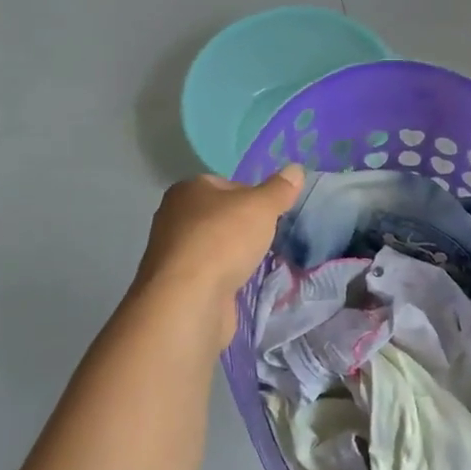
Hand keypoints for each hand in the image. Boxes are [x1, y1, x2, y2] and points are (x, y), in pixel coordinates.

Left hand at [132, 167, 303, 344]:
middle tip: (268, 239)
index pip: (227, 184)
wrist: (189, 300)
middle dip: (244, 227)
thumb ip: (279, 189)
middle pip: (220, 216)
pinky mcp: (179, 284)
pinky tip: (242, 284)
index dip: (253, 197)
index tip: (272, 215)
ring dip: (235, 255)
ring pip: (215, 246)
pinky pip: (211, 273)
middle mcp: (174, 217)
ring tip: (259, 263)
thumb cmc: (223, 241)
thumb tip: (296, 169)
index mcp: (187, 190)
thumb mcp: (260, 207)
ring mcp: (175, 253)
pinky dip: (226, 278)